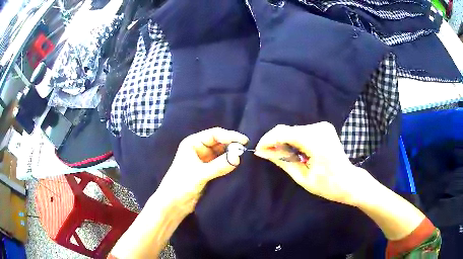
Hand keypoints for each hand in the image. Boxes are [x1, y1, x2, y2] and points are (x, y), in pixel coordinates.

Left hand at [158, 127, 248, 213]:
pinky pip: (222, 163)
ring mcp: (204, 160)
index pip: (214, 134)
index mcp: (193, 143)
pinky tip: (239, 166)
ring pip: (222, 153)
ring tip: (245, 158)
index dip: (230, 136)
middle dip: (232, 145)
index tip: (245, 141)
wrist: (173, 204)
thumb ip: (219, 166)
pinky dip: (230, 164)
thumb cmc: (181, 185)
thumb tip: (238, 156)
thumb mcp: (200, 174)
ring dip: (232, 155)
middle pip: (220, 142)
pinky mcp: (208, 170)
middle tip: (247, 151)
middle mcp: (199, 149)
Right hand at [254, 122, 374, 205]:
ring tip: (281, 156)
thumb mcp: (302, 177)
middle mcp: (319, 128)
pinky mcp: (324, 128)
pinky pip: (301, 131)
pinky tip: (294, 152)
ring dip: (284, 141)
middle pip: (287, 130)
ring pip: (293, 130)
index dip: (268, 140)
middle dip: (274, 141)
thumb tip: (263, 152)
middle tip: (267, 155)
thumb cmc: (328, 185)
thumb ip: (282, 161)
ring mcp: (323, 126)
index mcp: (316, 142)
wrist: (349, 181)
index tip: (259, 151)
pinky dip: (293, 140)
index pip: (284, 133)